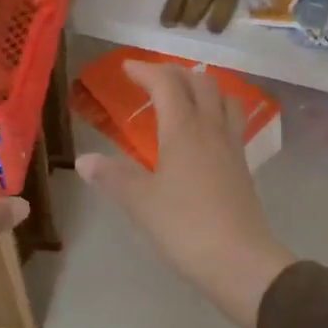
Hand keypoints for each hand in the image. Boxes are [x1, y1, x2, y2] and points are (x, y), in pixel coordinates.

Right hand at [75, 61, 294, 327]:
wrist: (239, 260)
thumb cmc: (185, 226)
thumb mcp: (141, 202)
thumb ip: (113, 177)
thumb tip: (84, 160)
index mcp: (184, 129)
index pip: (167, 84)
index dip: (146, 70)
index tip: (127, 68)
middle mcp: (212, 129)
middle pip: (201, 82)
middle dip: (175, 73)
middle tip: (153, 79)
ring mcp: (232, 147)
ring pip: (224, 99)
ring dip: (203, 87)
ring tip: (185, 96)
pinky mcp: (243, 167)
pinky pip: (232, 123)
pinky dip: (216, 112)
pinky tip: (205, 133)